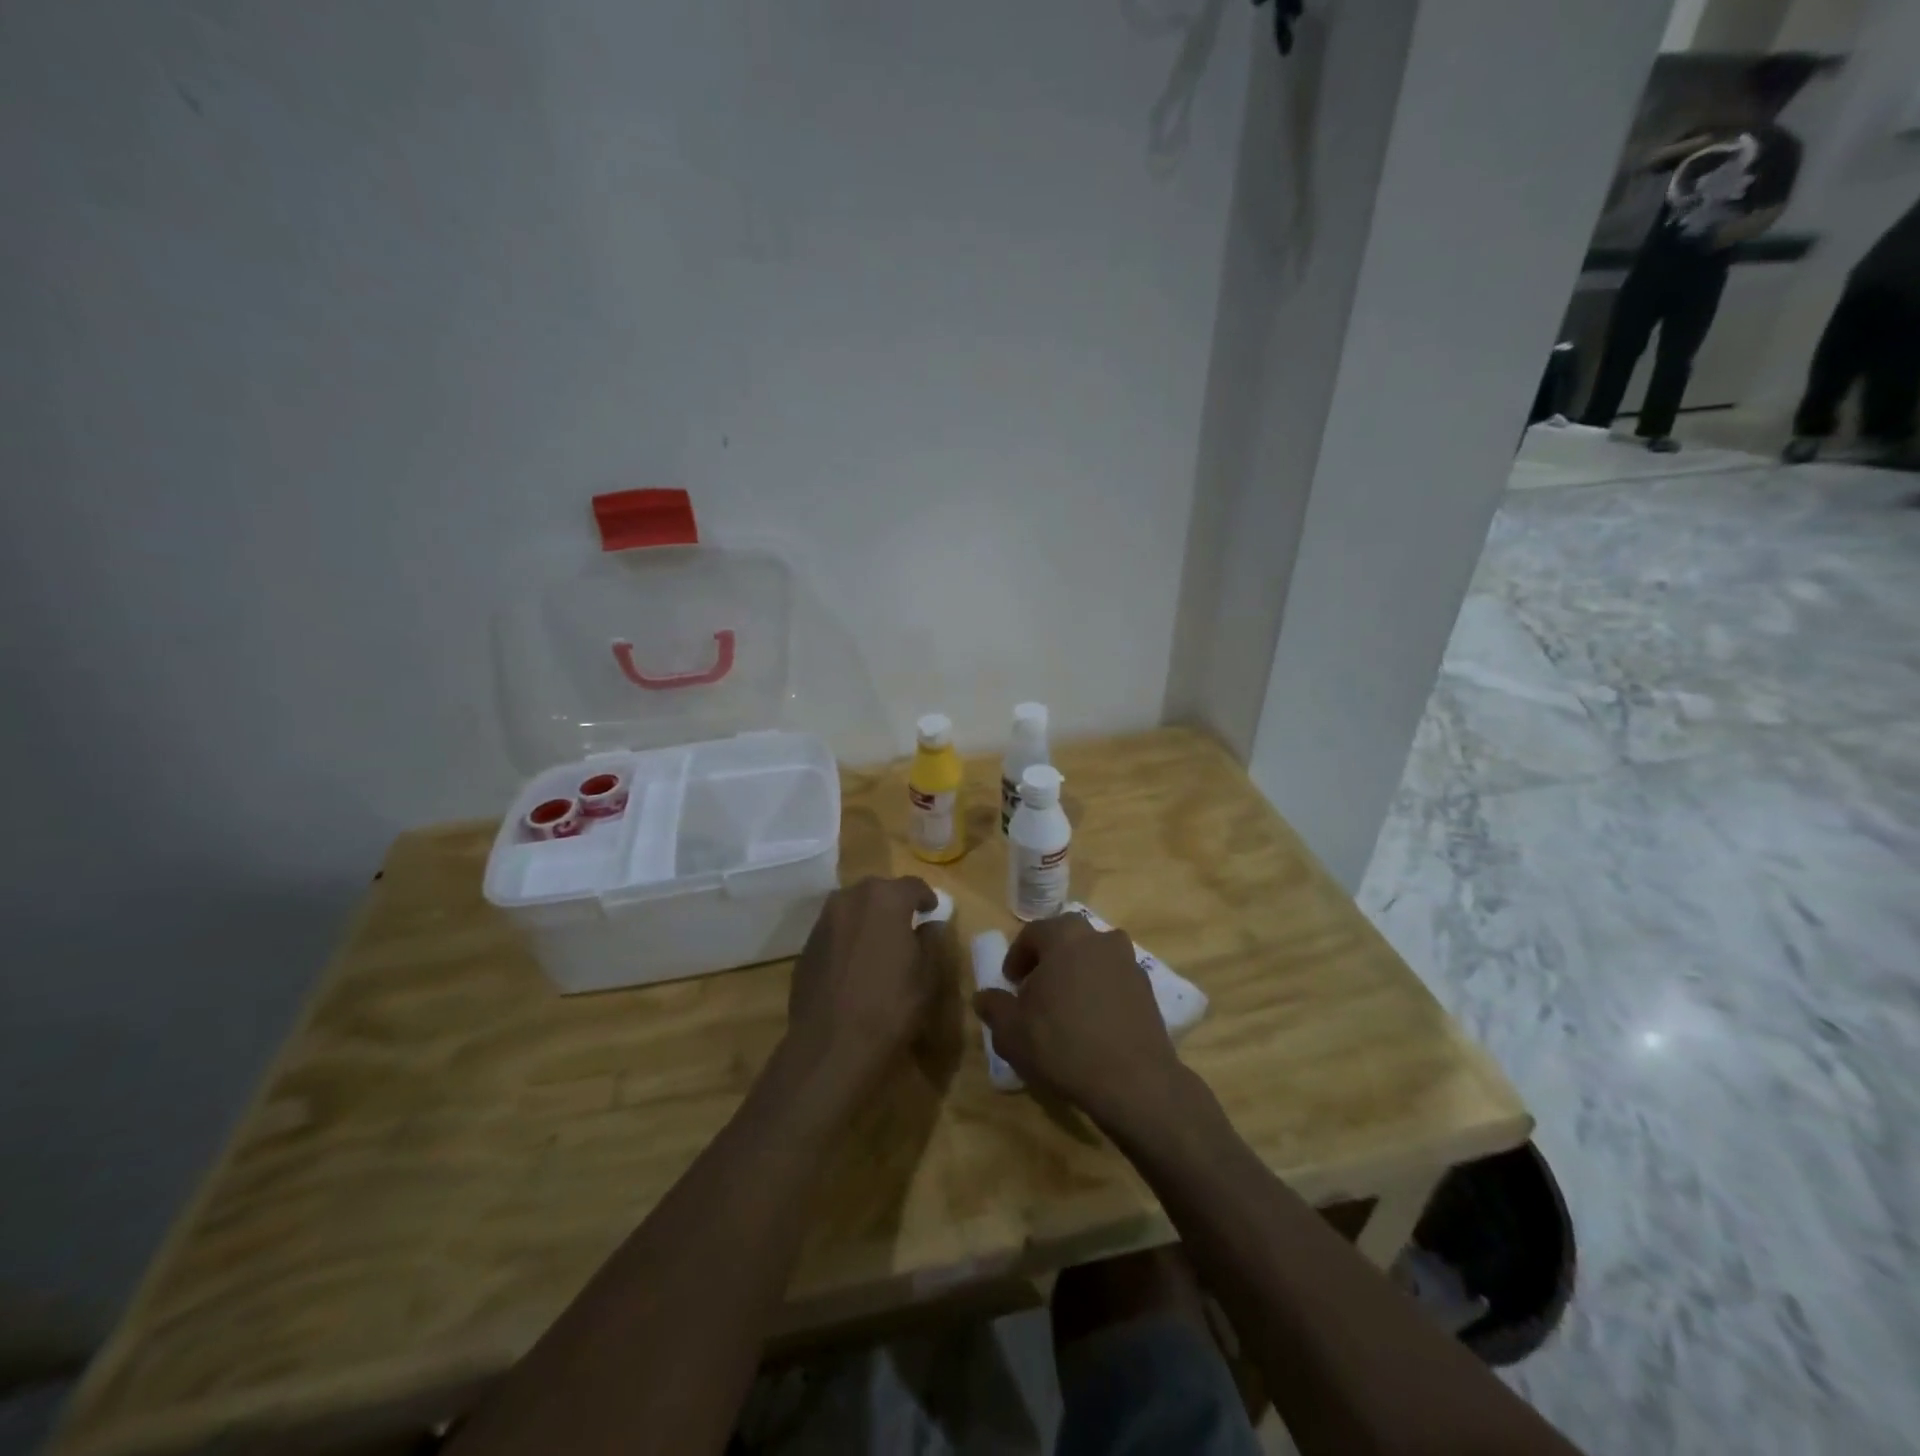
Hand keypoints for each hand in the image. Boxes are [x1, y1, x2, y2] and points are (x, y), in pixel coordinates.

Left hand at [781, 875, 939, 1104]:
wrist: (832, 1045)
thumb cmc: (891, 1006)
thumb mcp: (927, 976)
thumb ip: (931, 941)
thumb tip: (929, 925)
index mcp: (885, 899)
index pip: (912, 885)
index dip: (926, 897)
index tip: (932, 911)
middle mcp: (850, 899)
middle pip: (878, 890)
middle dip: (894, 903)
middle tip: (907, 924)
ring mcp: (824, 922)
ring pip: (852, 908)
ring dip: (868, 918)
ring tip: (880, 943)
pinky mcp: (807, 946)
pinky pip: (835, 930)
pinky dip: (848, 937)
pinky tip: (856, 964)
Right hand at [972, 914, 1184, 1134]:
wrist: (1133, 1081)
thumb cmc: (1063, 1045)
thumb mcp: (1012, 1032)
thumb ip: (994, 1008)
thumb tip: (984, 997)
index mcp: (1064, 937)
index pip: (1033, 933)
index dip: (1017, 957)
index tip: (1010, 983)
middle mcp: (1099, 939)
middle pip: (1067, 939)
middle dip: (1049, 959)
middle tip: (1036, 990)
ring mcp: (1128, 962)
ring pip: (1093, 958)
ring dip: (1077, 973)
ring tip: (1065, 1007)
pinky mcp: (1147, 989)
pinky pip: (1114, 980)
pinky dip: (1100, 992)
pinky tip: (1092, 1024)